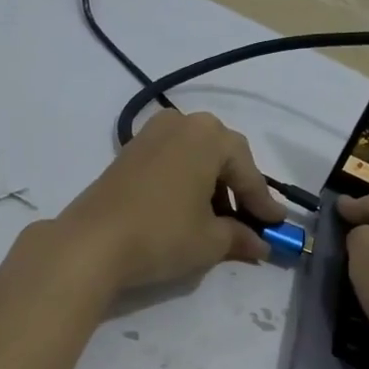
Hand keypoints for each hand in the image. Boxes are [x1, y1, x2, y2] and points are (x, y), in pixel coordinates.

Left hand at [56, 111, 285, 293]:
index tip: (277, 226)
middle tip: (250, 222)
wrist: (91, 243)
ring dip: (211, 188)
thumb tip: (260, 245)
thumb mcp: (210, 241)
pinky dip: (186, 185)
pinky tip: (189, 212)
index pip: (247, 171)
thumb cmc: (162, 234)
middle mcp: (180, 124)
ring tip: (219, 223)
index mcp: (208, 136)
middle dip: (238, 191)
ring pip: (195, 159)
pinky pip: (171, 163)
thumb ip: (240, 237)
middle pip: (222, 157)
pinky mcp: (127, 154)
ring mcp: (149, 136)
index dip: (263, 203)